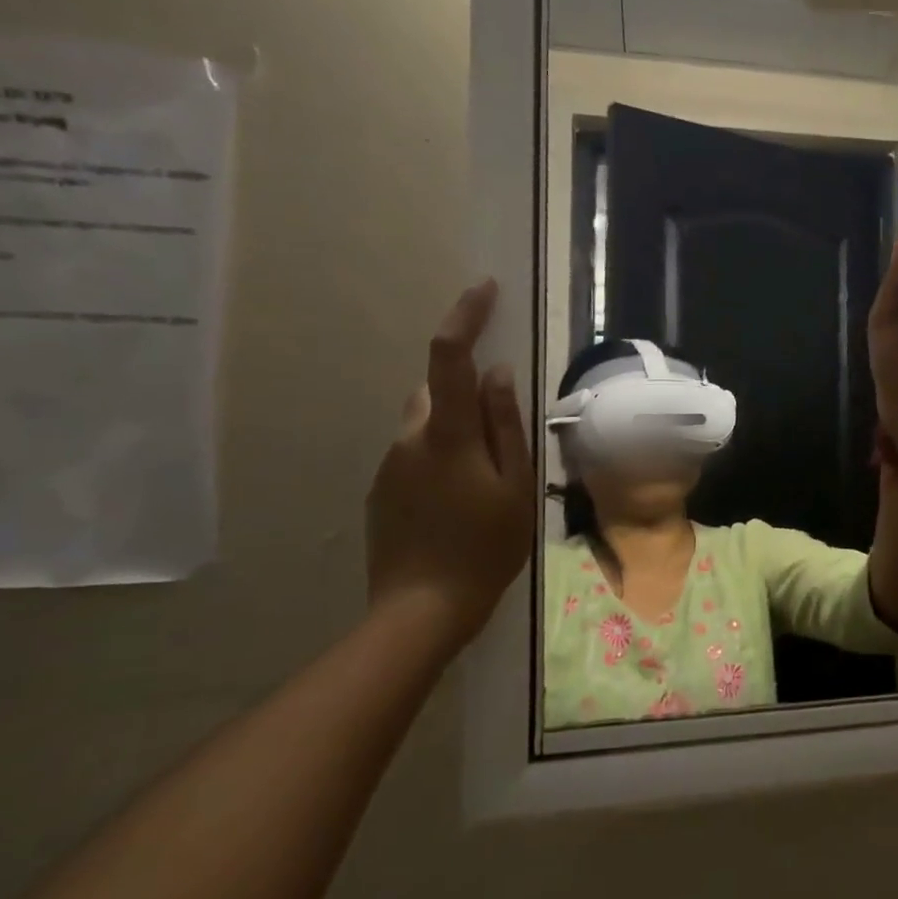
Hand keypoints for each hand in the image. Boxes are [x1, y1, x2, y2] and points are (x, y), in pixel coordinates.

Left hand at [366, 280, 535, 645]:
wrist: (420, 609)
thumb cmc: (485, 546)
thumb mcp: (516, 485)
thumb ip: (507, 424)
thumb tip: (499, 372)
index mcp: (448, 433)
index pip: (449, 356)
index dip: (466, 316)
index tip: (484, 289)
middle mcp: (409, 438)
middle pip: (438, 390)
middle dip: (469, 391)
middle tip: (504, 434)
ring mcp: (389, 465)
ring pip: (427, 423)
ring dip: (456, 429)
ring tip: (487, 479)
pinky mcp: (381, 490)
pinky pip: (415, 454)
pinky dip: (440, 457)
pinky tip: (460, 501)